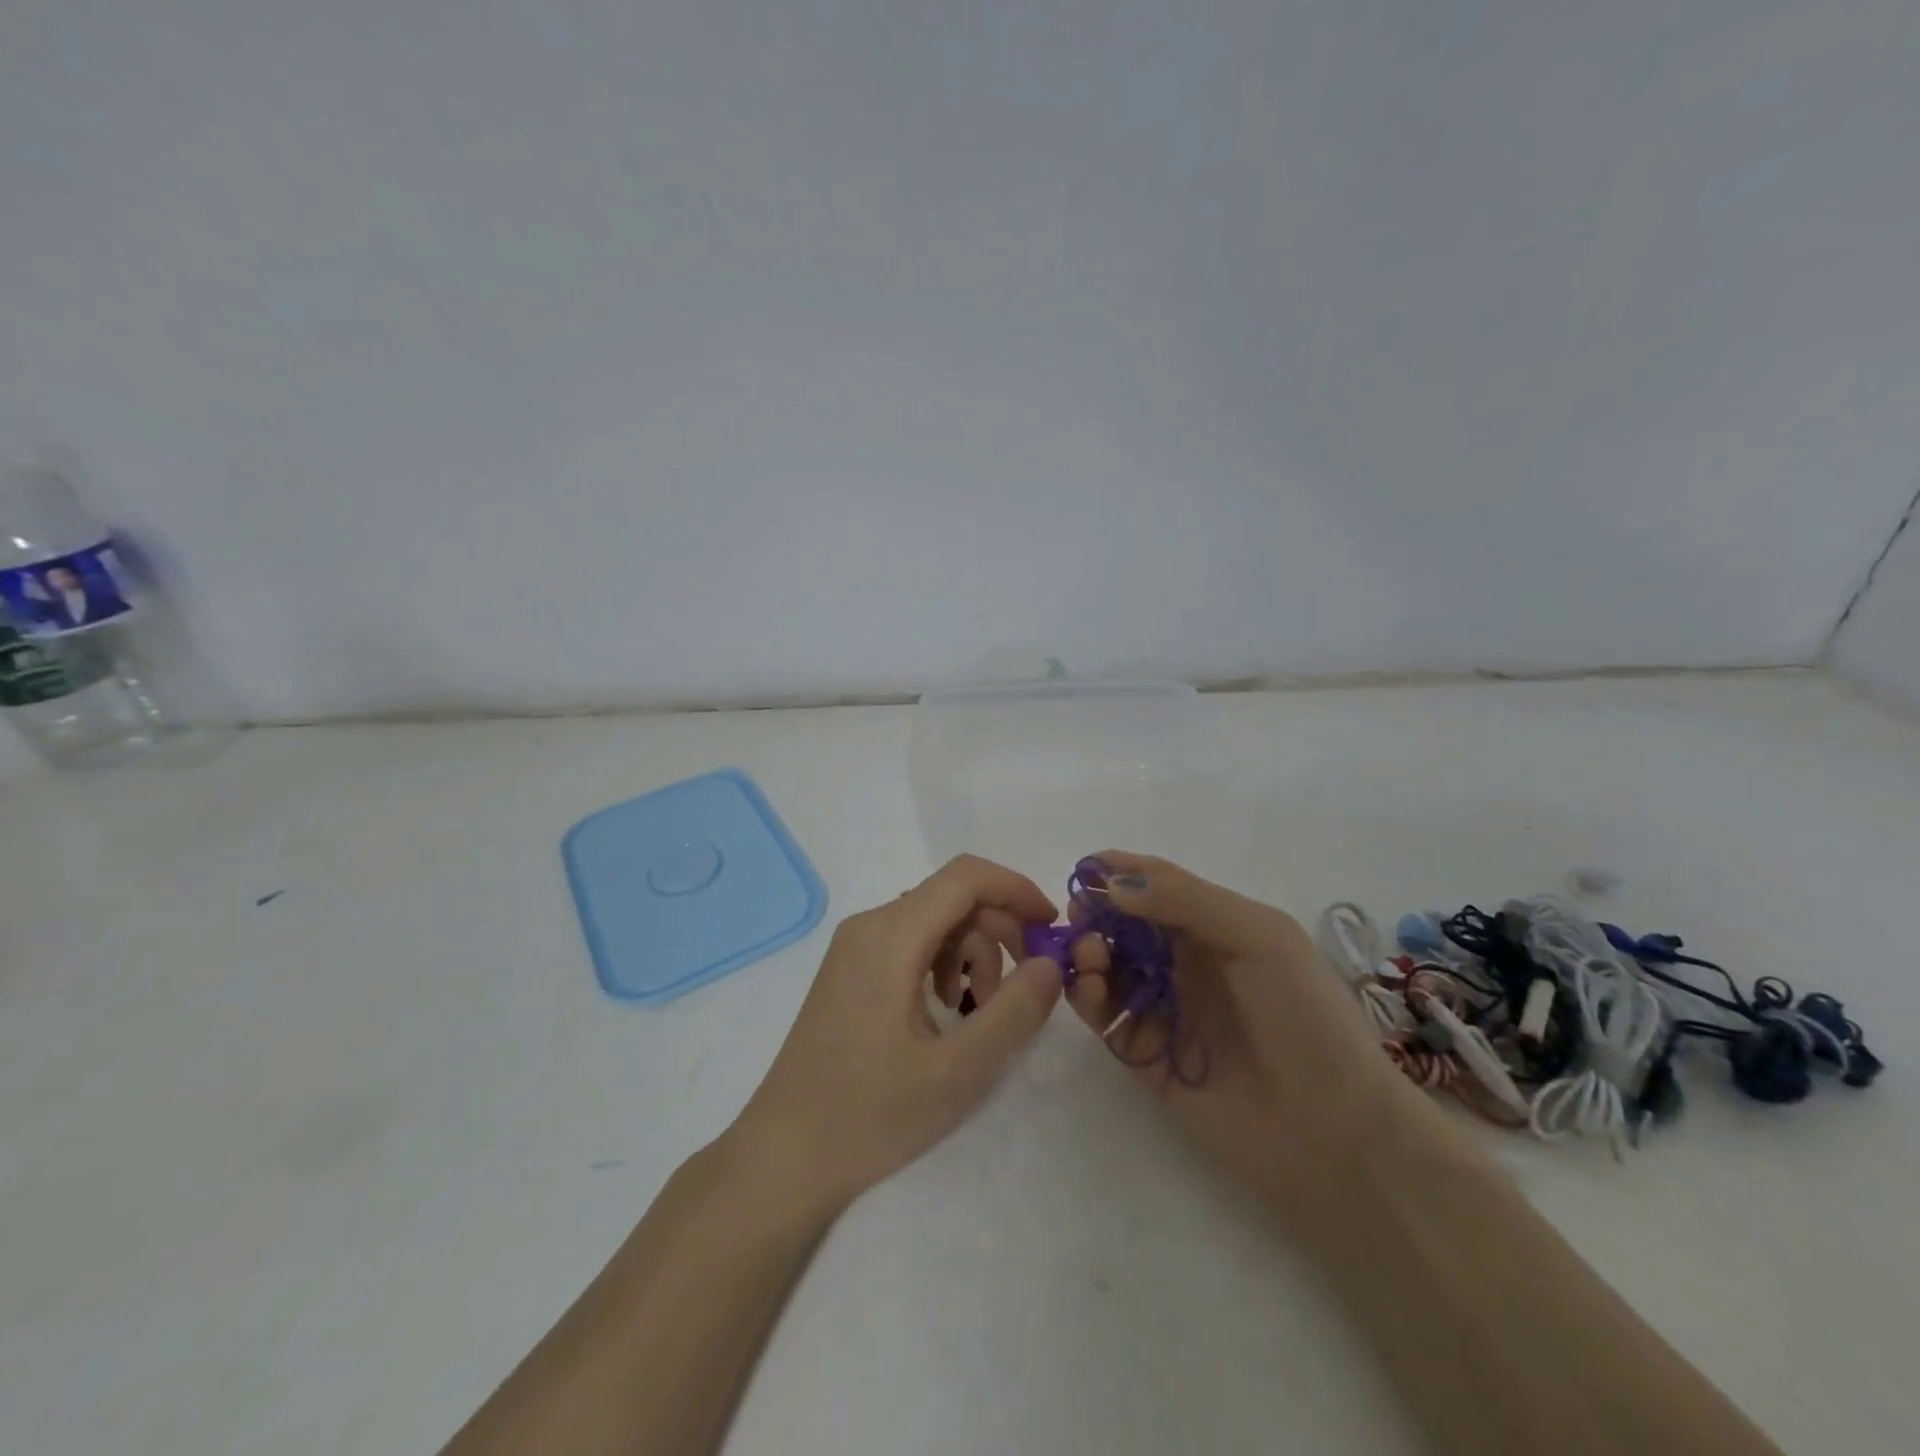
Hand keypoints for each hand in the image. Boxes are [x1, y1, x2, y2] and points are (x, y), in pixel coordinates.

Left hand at [733, 855, 1064, 1208]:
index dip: (1016, 889)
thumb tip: (1050, 964)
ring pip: (933, 921)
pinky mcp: (849, 970)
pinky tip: (946, 1013)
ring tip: (979, 1013)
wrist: (783, 1157)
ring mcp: (854, 947)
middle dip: (998, 932)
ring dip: (971, 954)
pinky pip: (910, 943)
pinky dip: (942, 965)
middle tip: (1021, 989)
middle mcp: (869, 926)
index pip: (965, 876)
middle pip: (951, 898)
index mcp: (890, 935)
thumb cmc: (869, 1115)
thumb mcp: (957, 1071)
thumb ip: (1012, 1012)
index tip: (1051, 928)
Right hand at [1065, 852, 1418, 1223]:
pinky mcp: (1143, 1053)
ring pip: (1107, 965)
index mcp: (1215, 927)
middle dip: (1097, 911)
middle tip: (1080, 915)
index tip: (1084, 866)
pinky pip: (1104, 1014)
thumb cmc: (1304, 1016)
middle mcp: (1184, 962)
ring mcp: (1162, 1007)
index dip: (1120, 871)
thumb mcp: (1260, 936)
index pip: (1157, 885)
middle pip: (1124, 923)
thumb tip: (1113, 884)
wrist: (1332, 1130)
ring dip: (1088, 951)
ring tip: (1090, 956)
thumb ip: (1185, 900)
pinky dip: (1087, 995)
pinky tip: (1091, 989)